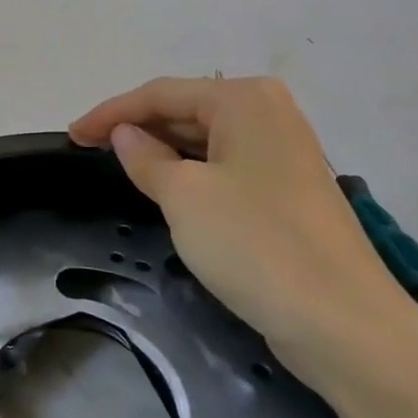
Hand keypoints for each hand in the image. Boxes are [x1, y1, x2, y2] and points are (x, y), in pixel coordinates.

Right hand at [70, 77, 417, 381]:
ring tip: (120, 168)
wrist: (346, 324)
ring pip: (206, 141)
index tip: (71, 134)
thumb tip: (125, 135)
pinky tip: (168, 190)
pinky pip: (226, 167)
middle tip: (90, 151)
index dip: (111, 112)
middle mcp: (268, 113)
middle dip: (138, 129)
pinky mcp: (289, 190)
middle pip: (186, 111)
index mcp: (245, 99)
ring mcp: (284, 152)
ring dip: (163, 151)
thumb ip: (146, 158)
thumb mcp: (185, 197)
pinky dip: (192, 174)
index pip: (162, 94)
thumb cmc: (256, 244)